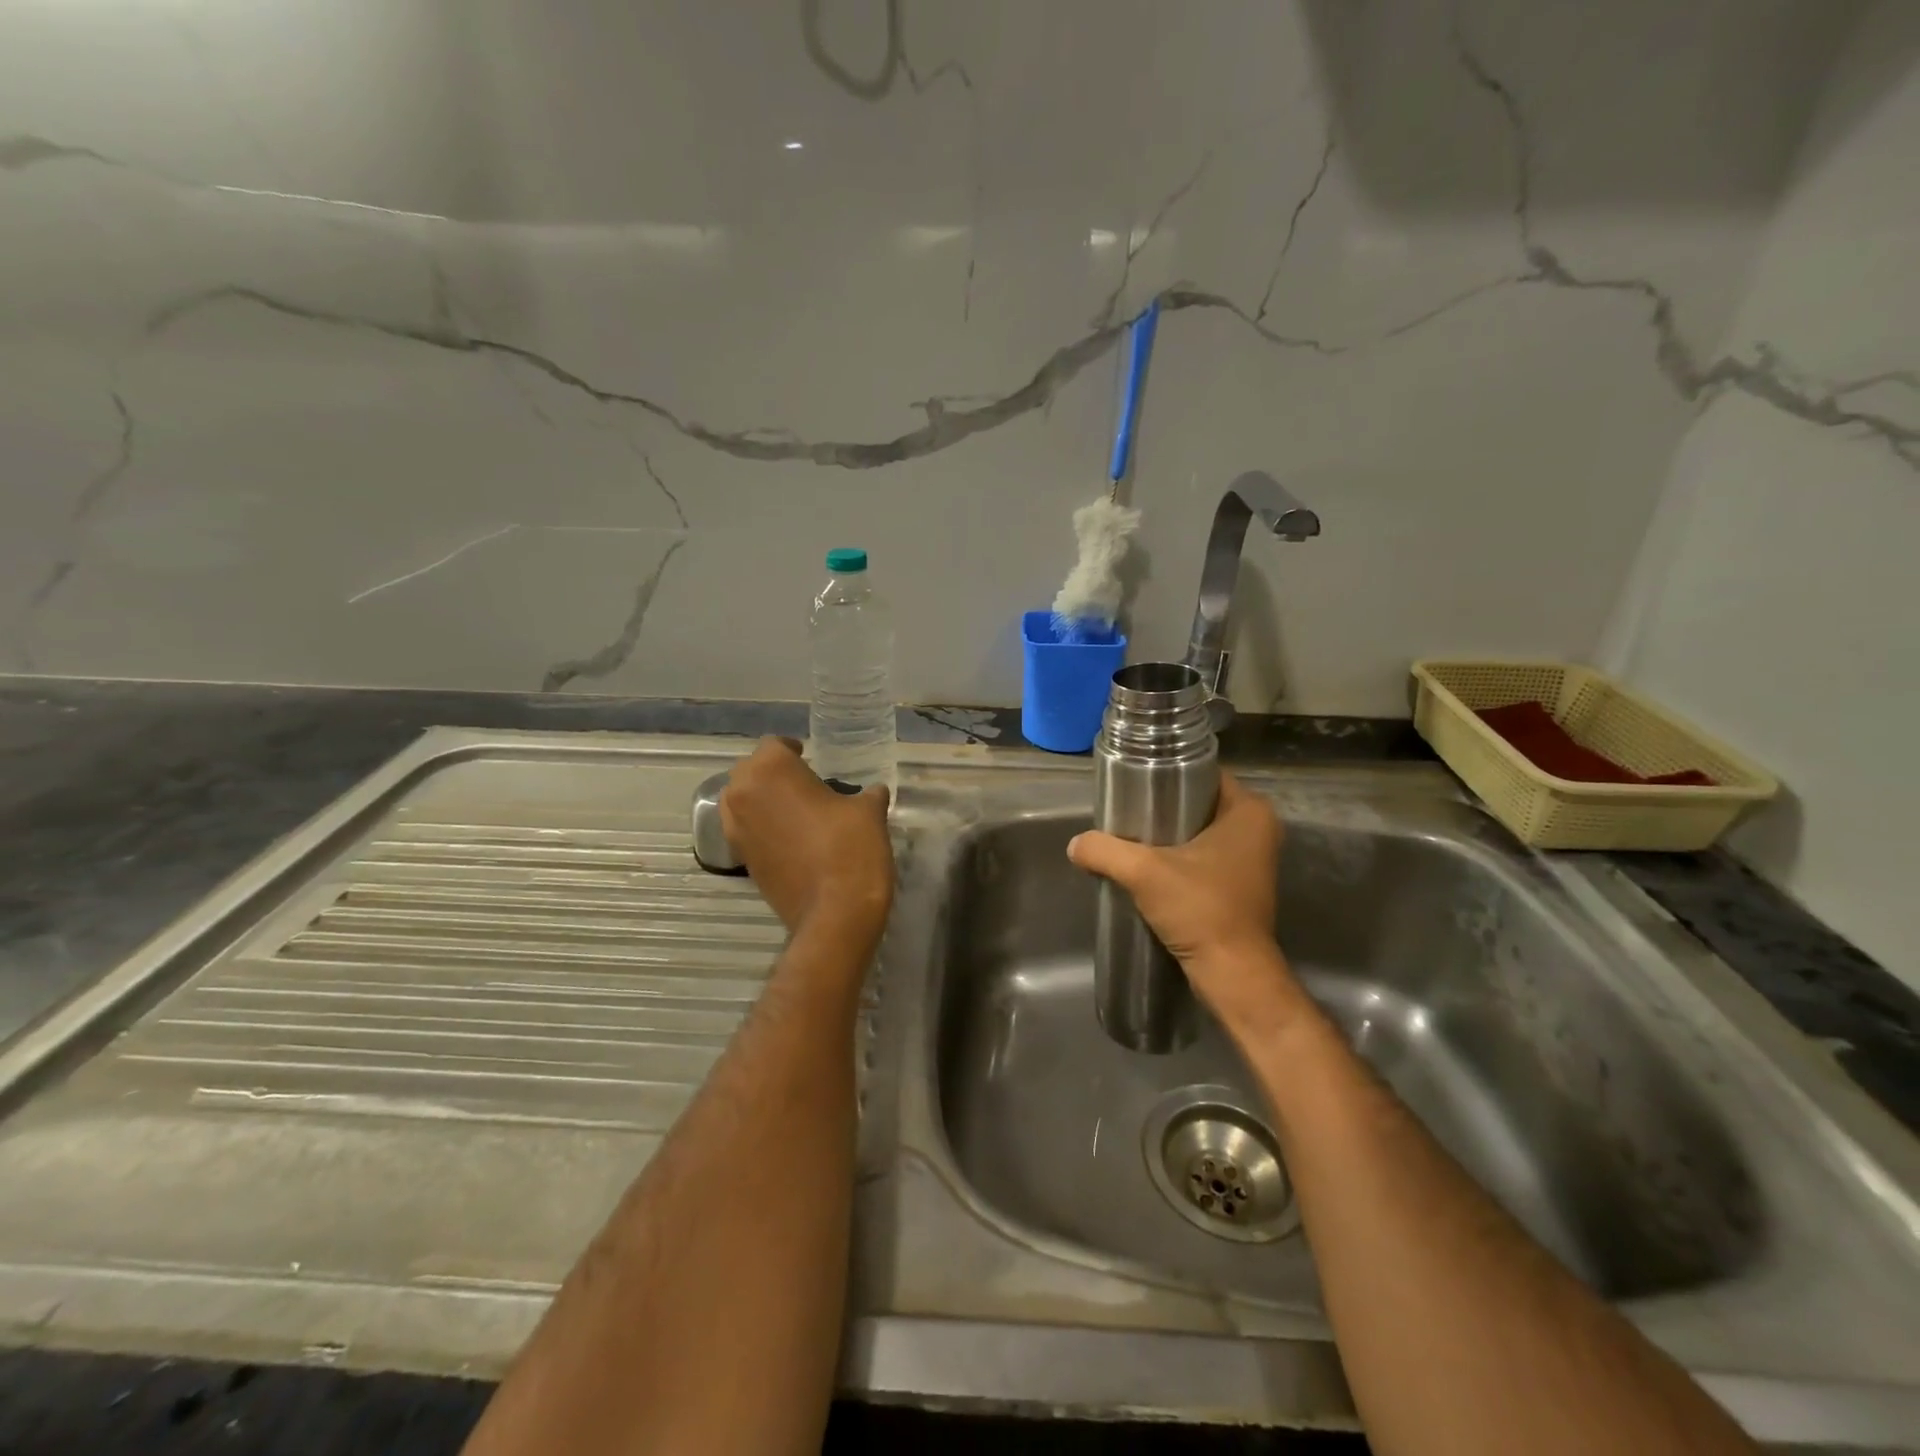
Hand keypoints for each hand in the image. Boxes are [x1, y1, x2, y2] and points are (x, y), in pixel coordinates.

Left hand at [719, 737, 893, 941]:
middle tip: (804, 782)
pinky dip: (761, 826)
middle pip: (751, 770)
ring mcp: (737, 829)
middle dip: (773, 773)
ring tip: (794, 809)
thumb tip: (873, 792)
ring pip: (741, 800)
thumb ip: (867, 794)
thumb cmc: (851, 849)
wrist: (834, 914)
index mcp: (771, 770)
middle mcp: (743, 794)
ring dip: (762, 799)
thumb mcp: (868, 812)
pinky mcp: (740, 859)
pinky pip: (745, 829)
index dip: (794, 749)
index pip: (774, 745)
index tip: (811, 758)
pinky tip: (790, 836)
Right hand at [1067, 772, 1296, 1024]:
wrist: (1232, 974)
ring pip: (1198, 831)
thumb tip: (1075, 844)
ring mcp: (1251, 859)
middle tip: (1125, 810)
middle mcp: (1257, 829)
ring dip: (1167, 834)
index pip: (1202, 773)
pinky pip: (1202, 856)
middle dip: (1161, 805)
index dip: (1166, 773)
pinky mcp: (1239, 885)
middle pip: (1197, 802)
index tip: (1132, 783)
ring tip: (1129, 836)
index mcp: (1248, 811)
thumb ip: (1105, 850)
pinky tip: (1146, 866)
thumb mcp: (1144, 872)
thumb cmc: (1201, 910)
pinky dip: (1177, 858)